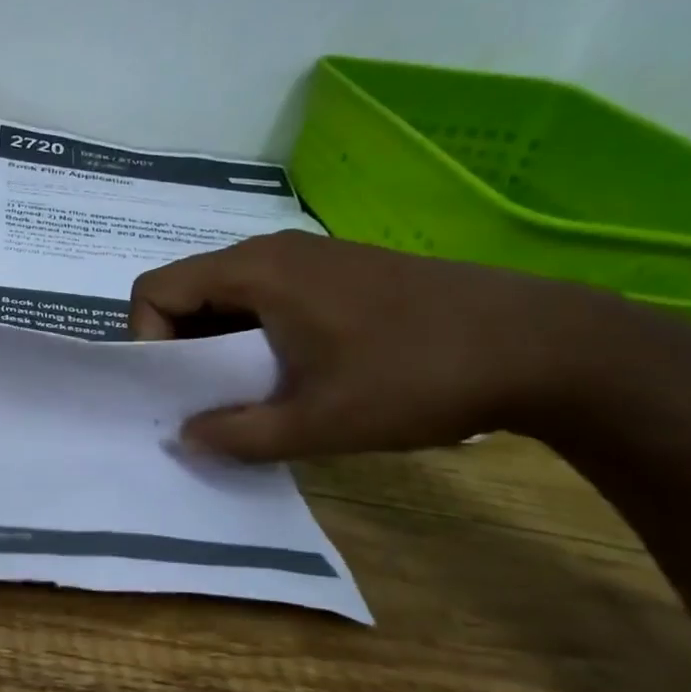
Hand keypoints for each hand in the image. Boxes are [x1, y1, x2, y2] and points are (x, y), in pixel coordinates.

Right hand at [130, 231, 677, 459]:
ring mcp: (309, 258)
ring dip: (219, 344)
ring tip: (248, 394)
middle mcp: (272, 252)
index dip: (146, 339)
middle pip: (187, 290)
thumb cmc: (416, 376)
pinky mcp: (339, 273)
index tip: (175, 389)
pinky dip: (255, 334)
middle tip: (204, 401)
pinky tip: (293, 374)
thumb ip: (238, 434)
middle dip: (180, 347)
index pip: (155, 289)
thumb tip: (185, 439)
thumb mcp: (319, 422)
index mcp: (254, 271)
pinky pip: (267, 296)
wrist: (545, 345)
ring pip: (228, 295)